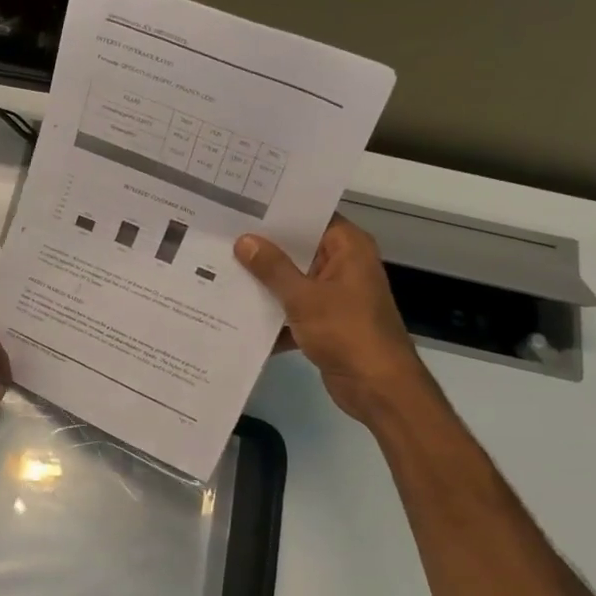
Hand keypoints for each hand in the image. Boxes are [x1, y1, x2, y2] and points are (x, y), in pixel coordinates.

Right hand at [234, 215, 430, 424]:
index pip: (312, 218)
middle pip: (298, 251)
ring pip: (292, 283)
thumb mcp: (304, 297)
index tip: (242, 208)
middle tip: (221, 239)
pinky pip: (292, 312)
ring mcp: (334, 297)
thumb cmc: (347, 332)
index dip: (279, 213)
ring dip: (263, 285)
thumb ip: (273, 268)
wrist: (376, 386)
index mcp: (348, 249)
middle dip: (262, 250)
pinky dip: (272, 317)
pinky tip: (235, 316)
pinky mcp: (325, 324)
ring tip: (219, 272)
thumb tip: (244, 240)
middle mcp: (343, 267)